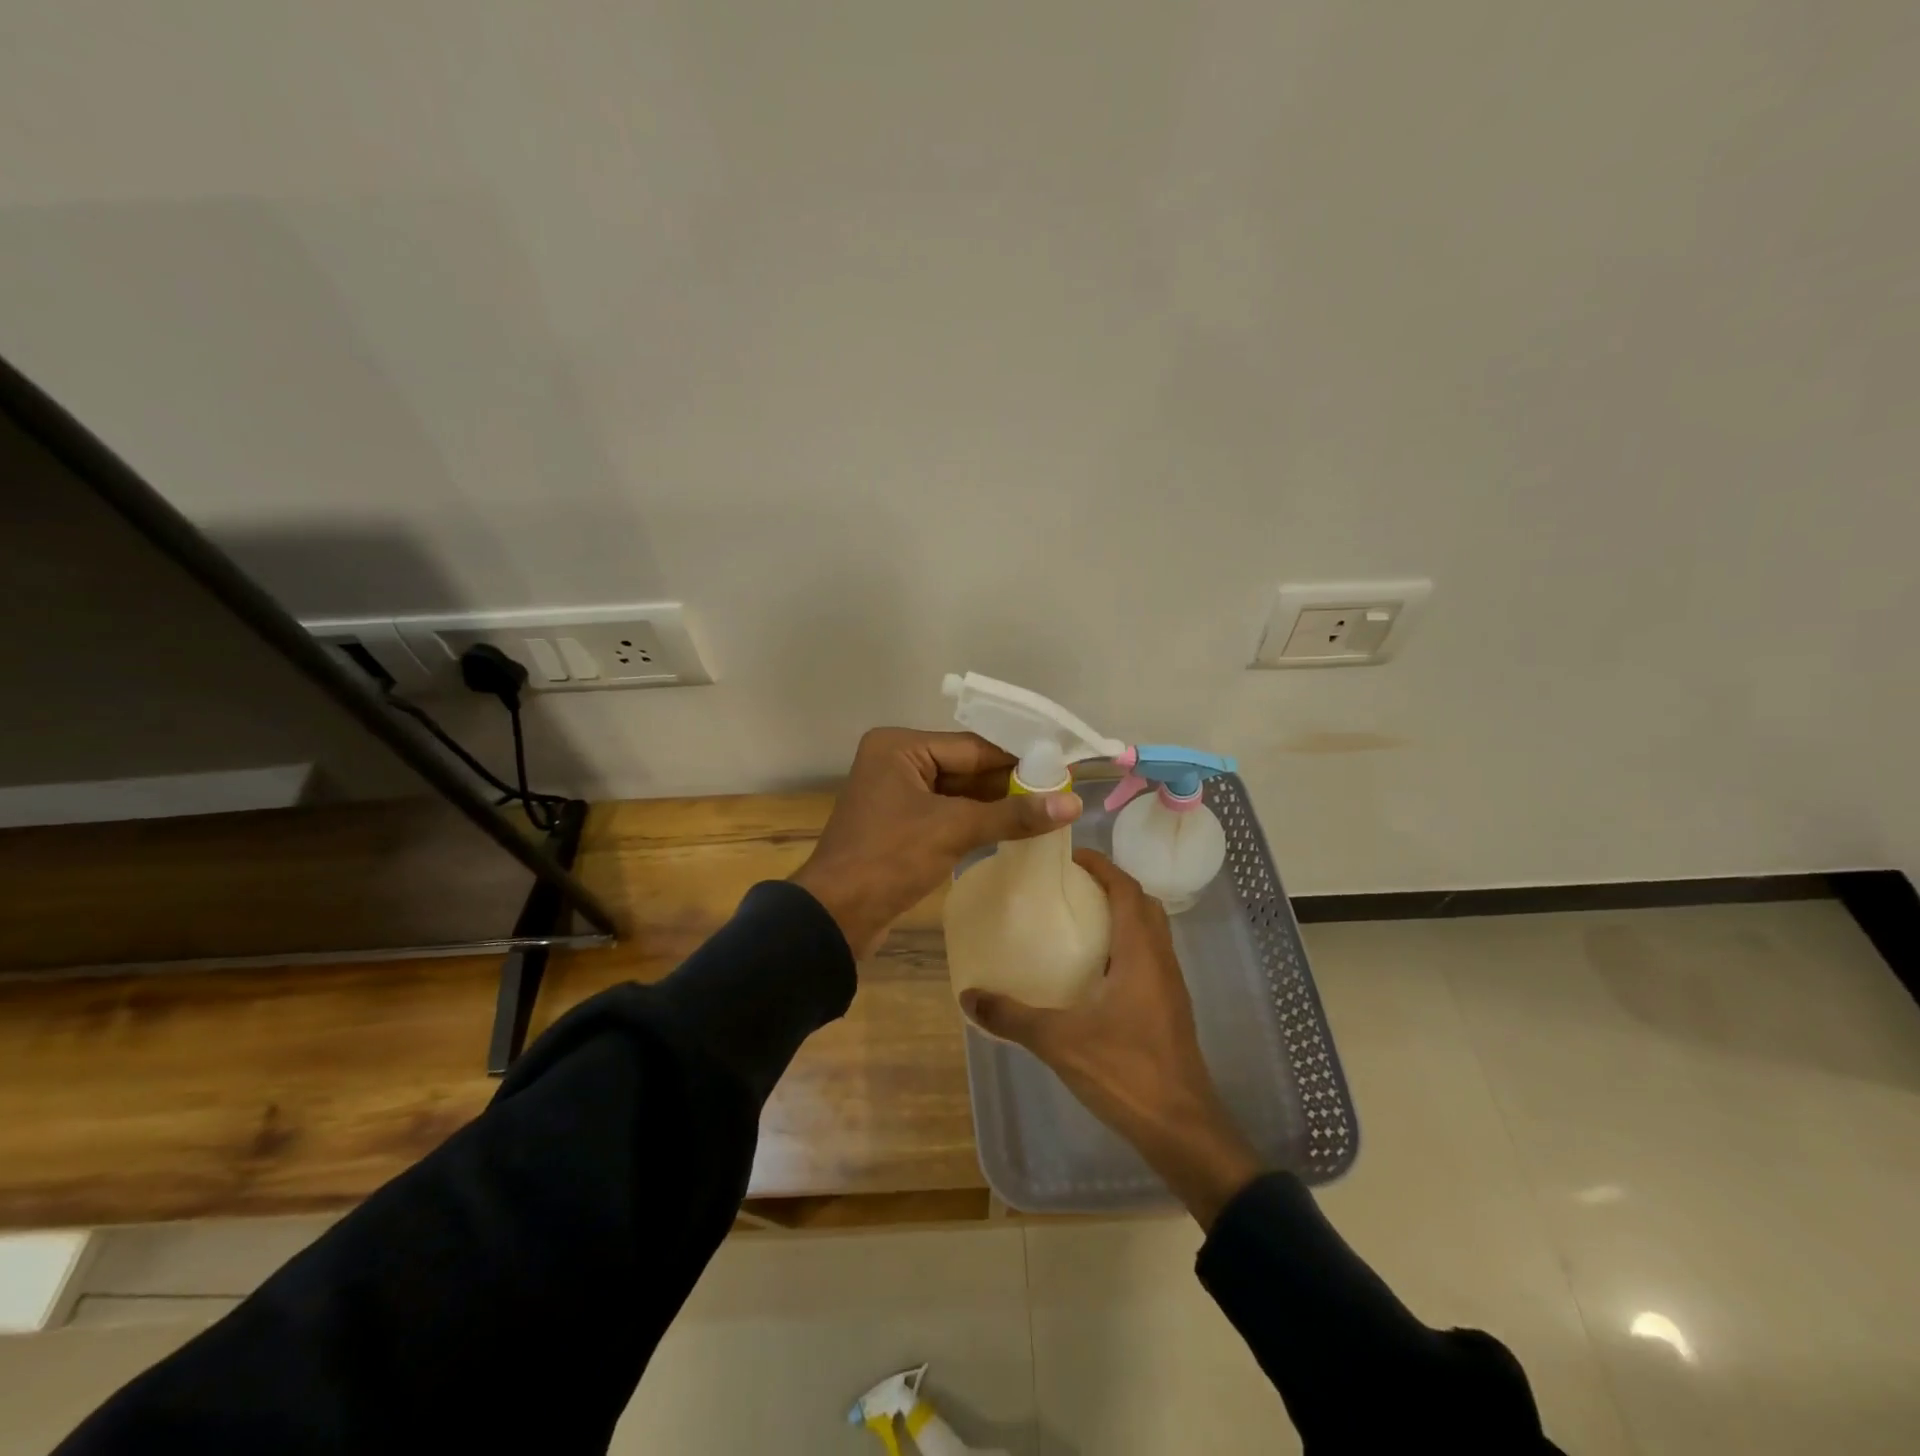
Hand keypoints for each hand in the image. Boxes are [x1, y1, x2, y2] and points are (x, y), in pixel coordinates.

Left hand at [790, 728, 1081, 959]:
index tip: (1061, 769)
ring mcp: (896, 794)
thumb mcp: (954, 830)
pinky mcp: (899, 823)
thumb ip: (1013, 815)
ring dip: (995, 804)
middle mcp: (896, 761)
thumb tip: (1074, 802)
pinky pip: (946, 813)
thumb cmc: (889, 859)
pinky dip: (975, 820)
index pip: (972, 747)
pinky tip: (1011, 829)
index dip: (1018, 760)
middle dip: (1008, 783)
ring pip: (957, 792)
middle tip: (1059, 792)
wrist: (835, 916)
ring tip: (1045, 810)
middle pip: (965, 767)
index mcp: (899, 747)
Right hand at [960, 850, 1263, 1228]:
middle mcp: (1161, 960)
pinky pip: (1149, 957)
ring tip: (1079, 920)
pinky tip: (1094, 971)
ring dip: (1121, 915)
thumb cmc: (1126, 1072)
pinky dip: (1125, 945)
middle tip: (1071, 886)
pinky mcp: (1169, 1009)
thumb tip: (970, 996)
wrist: (1182, 1129)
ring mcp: (1170, 986)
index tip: (1070, 857)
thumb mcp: (1060, 1042)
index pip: (1127, 890)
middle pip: (1143, 904)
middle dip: (1111, 886)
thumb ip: (1013, 1017)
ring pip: (1150, 931)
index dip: (1102, 866)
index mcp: (1141, 953)